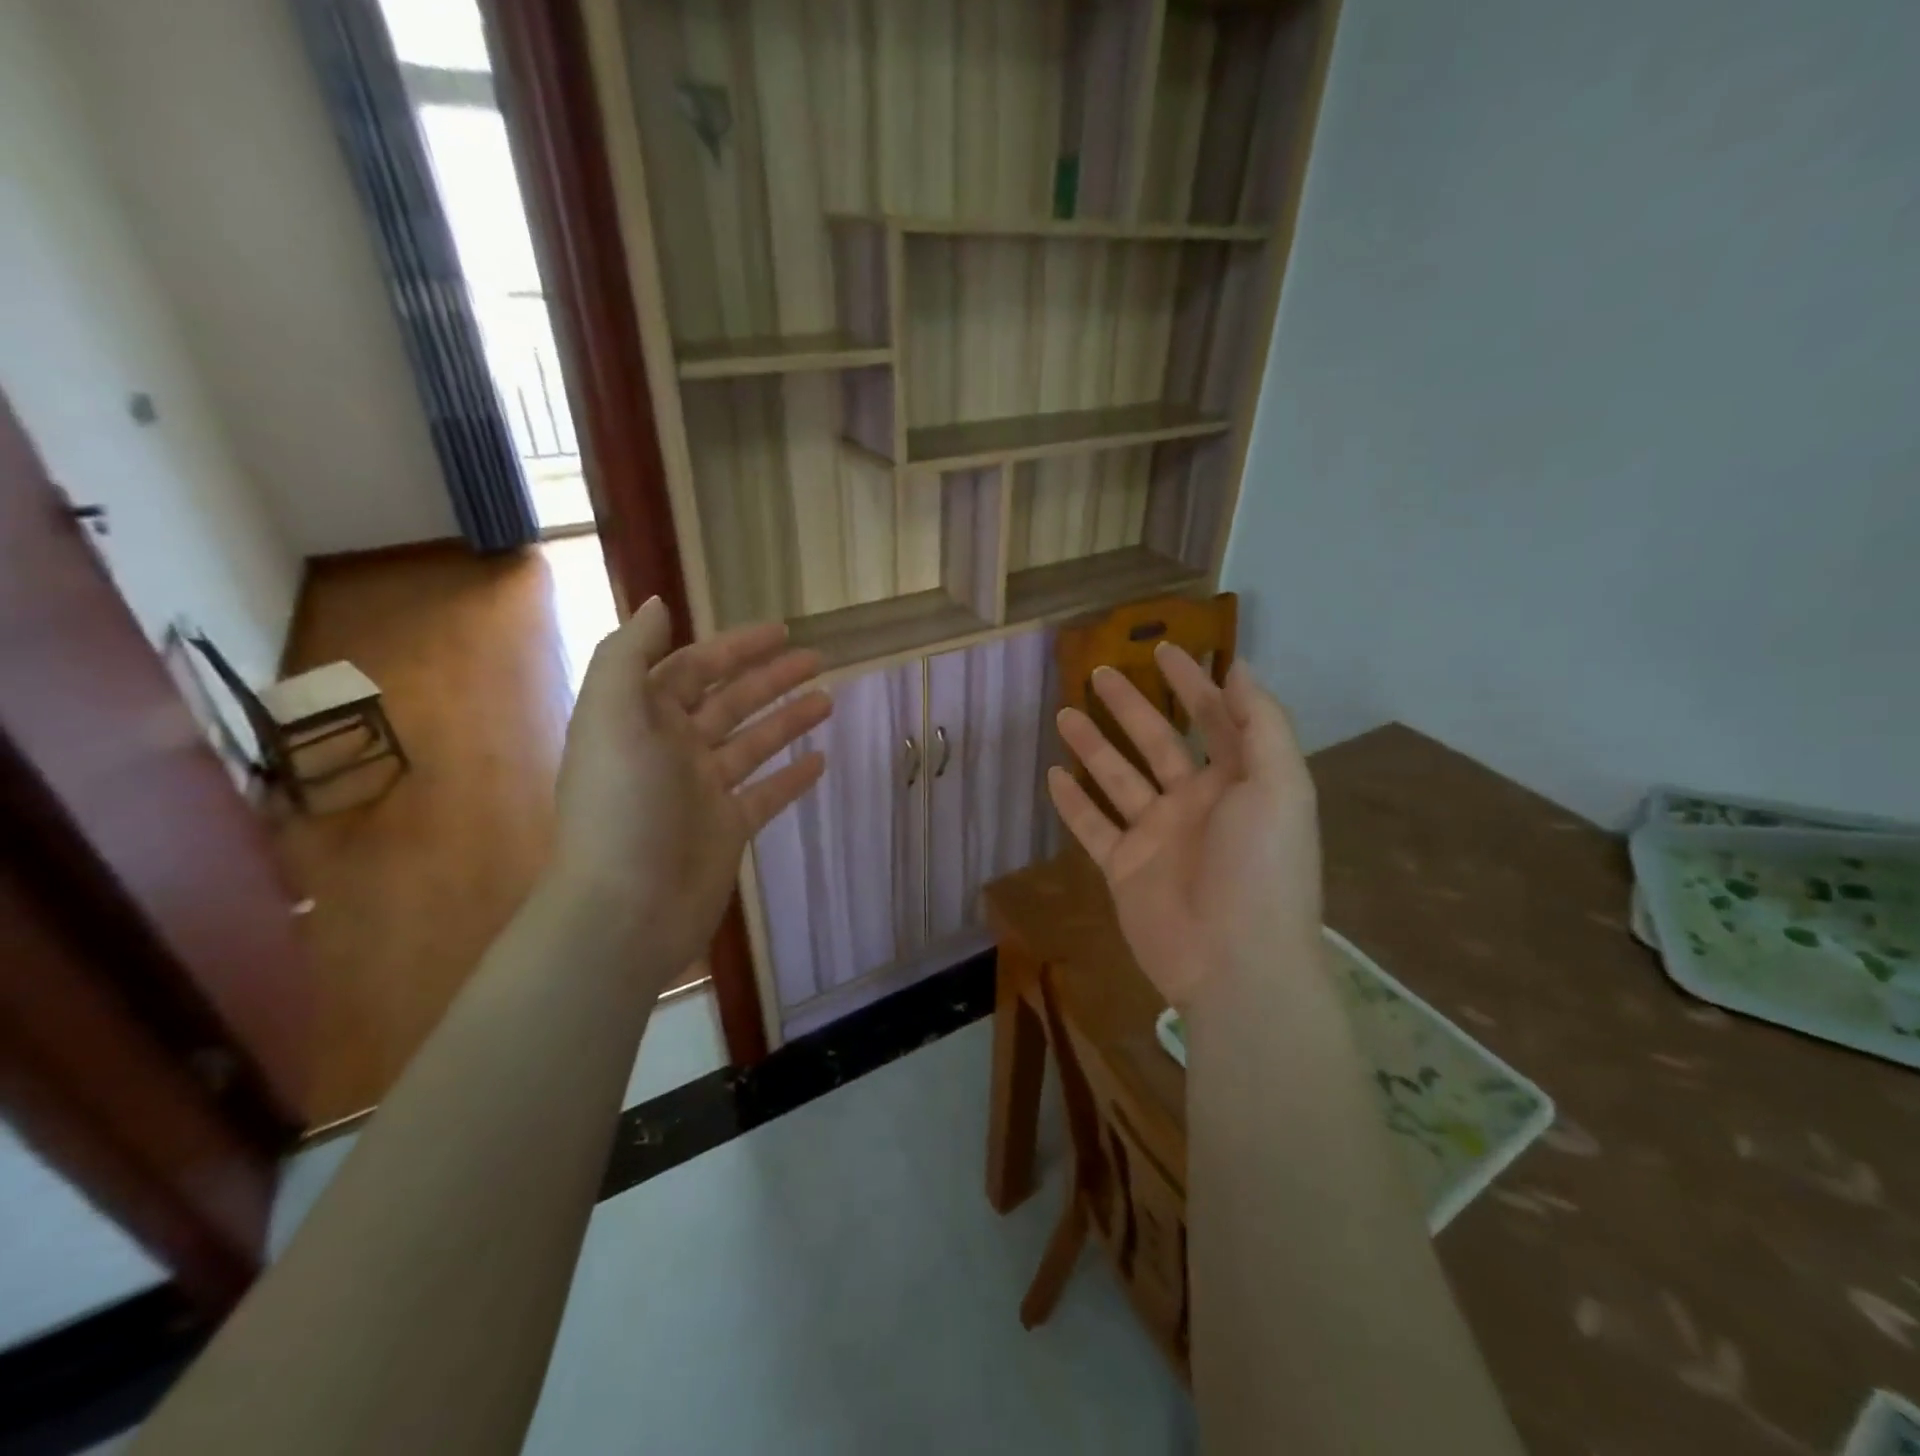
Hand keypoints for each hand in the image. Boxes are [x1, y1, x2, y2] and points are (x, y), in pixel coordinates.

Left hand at [553, 599, 829, 980]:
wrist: (626, 909)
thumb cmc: (621, 807)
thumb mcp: (612, 718)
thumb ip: (629, 657)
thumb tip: (658, 606)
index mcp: (641, 719)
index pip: (693, 669)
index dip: (735, 647)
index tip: (781, 631)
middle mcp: (672, 749)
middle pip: (730, 701)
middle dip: (771, 677)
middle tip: (818, 658)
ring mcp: (702, 791)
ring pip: (753, 743)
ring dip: (788, 720)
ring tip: (828, 700)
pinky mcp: (727, 828)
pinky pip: (766, 794)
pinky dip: (791, 778)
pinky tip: (821, 761)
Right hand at [1047, 647, 1319, 1007]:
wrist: (1235, 962)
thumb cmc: (1262, 867)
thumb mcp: (1280, 786)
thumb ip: (1262, 723)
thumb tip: (1239, 667)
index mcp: (1238, 781)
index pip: (1212, 718)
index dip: (1191, 682)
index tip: (1162, 649)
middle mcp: (1196, 802)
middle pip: (1156, 741)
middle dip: (1130, 705)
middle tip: (1098, 671)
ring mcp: (1157, 836)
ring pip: (1118, 779)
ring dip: (1093, 746)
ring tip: (1063, 714)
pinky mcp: (1125, 868)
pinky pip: (1093, 827)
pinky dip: (1073, 802)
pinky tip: (1053, 775)